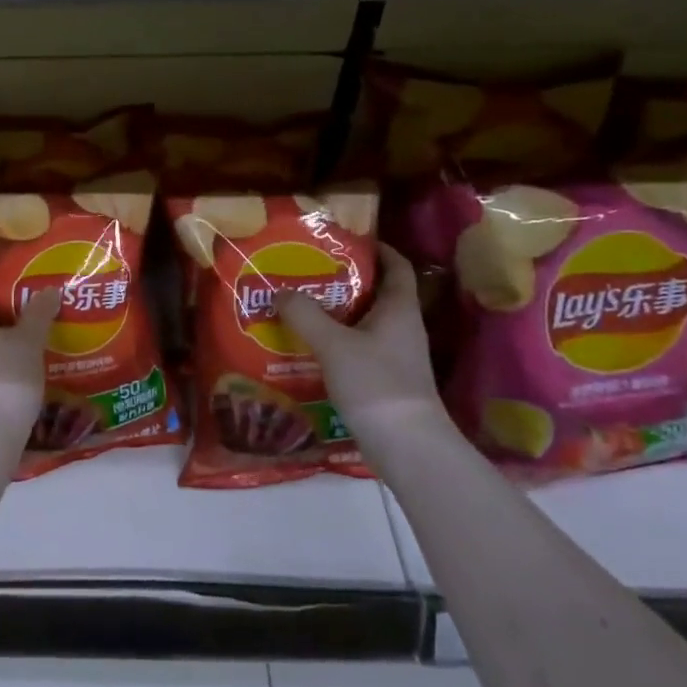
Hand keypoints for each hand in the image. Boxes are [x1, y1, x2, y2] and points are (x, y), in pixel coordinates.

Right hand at [277, 245, 446, 427]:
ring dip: (338, 314)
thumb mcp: (334, 344)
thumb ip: (305, 315)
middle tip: (309, 273)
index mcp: (399, 310)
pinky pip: (359, 349)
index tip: (348, 240)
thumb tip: (280, 291)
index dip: (378, 249)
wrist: (406, 446)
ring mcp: (396, 357)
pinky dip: (337, 342)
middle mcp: (402, 328)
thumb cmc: (375, 384)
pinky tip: (309, 347)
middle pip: (377, 294)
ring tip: (301, 307)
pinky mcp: (385, 380)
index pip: (397, 267)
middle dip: (346, 282)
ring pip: (365, 323)